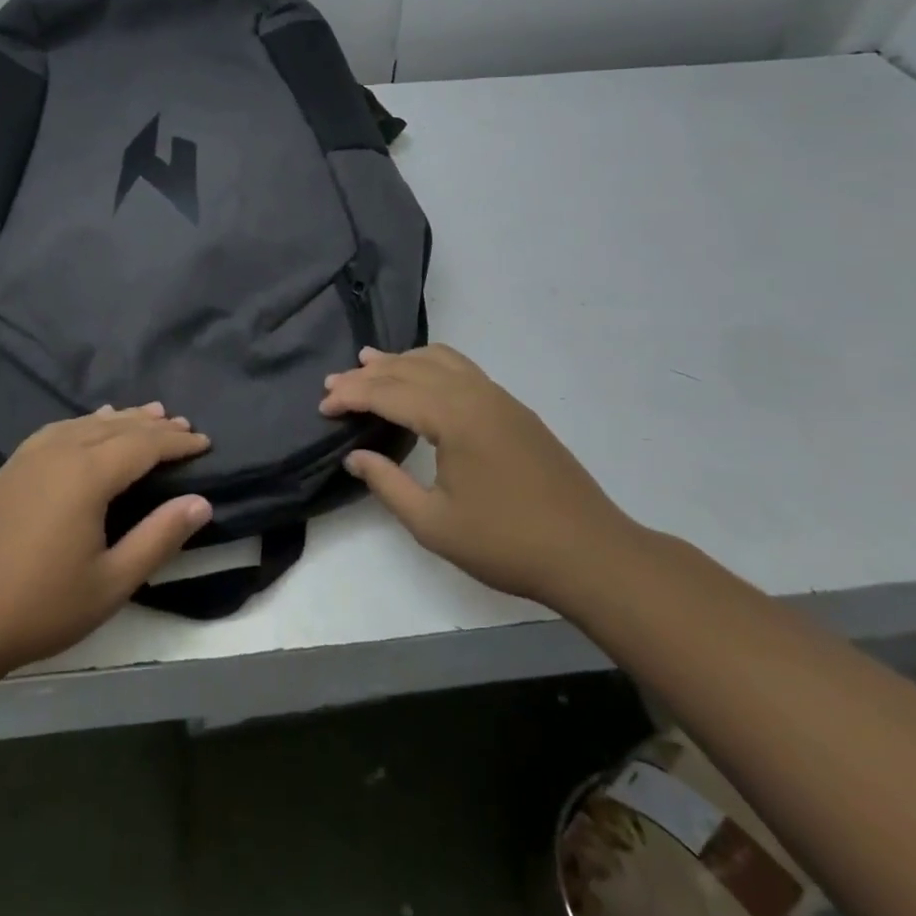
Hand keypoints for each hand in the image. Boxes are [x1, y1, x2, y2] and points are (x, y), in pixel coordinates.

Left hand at [0, 404, 212, 676]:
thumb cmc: (41, 606)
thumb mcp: (112, 583)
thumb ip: (159, 538)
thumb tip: (200, 502)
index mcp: (86, 475)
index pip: (143, 445)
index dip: (177, 442)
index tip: (204, 442)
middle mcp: (59, 452)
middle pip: (115, 427)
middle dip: (152, 425)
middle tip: (182, 424)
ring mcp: (29, 457)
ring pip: (85, 424)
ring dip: (119, 419)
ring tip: (145, 413)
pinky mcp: (9, 468)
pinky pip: (58, 430)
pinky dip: (84, 423)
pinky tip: (87, 427)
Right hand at [321, 346, 637, 603]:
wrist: (592, 554)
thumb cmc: (507, 544)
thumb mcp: (434, 524)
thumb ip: (387, 484)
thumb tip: (355, 457)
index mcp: (454, 417)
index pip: (388, 392)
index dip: (351, 396)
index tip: (323, 407)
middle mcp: (475, 394)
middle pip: (410, 369)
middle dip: (368, 374)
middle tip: (334, 383)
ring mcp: (499, 398)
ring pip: (439, 360)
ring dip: (400, 361)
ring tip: (370, 363)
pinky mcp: (514, 410)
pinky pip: (462, 370)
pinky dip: (430, 365)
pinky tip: (421, 379)